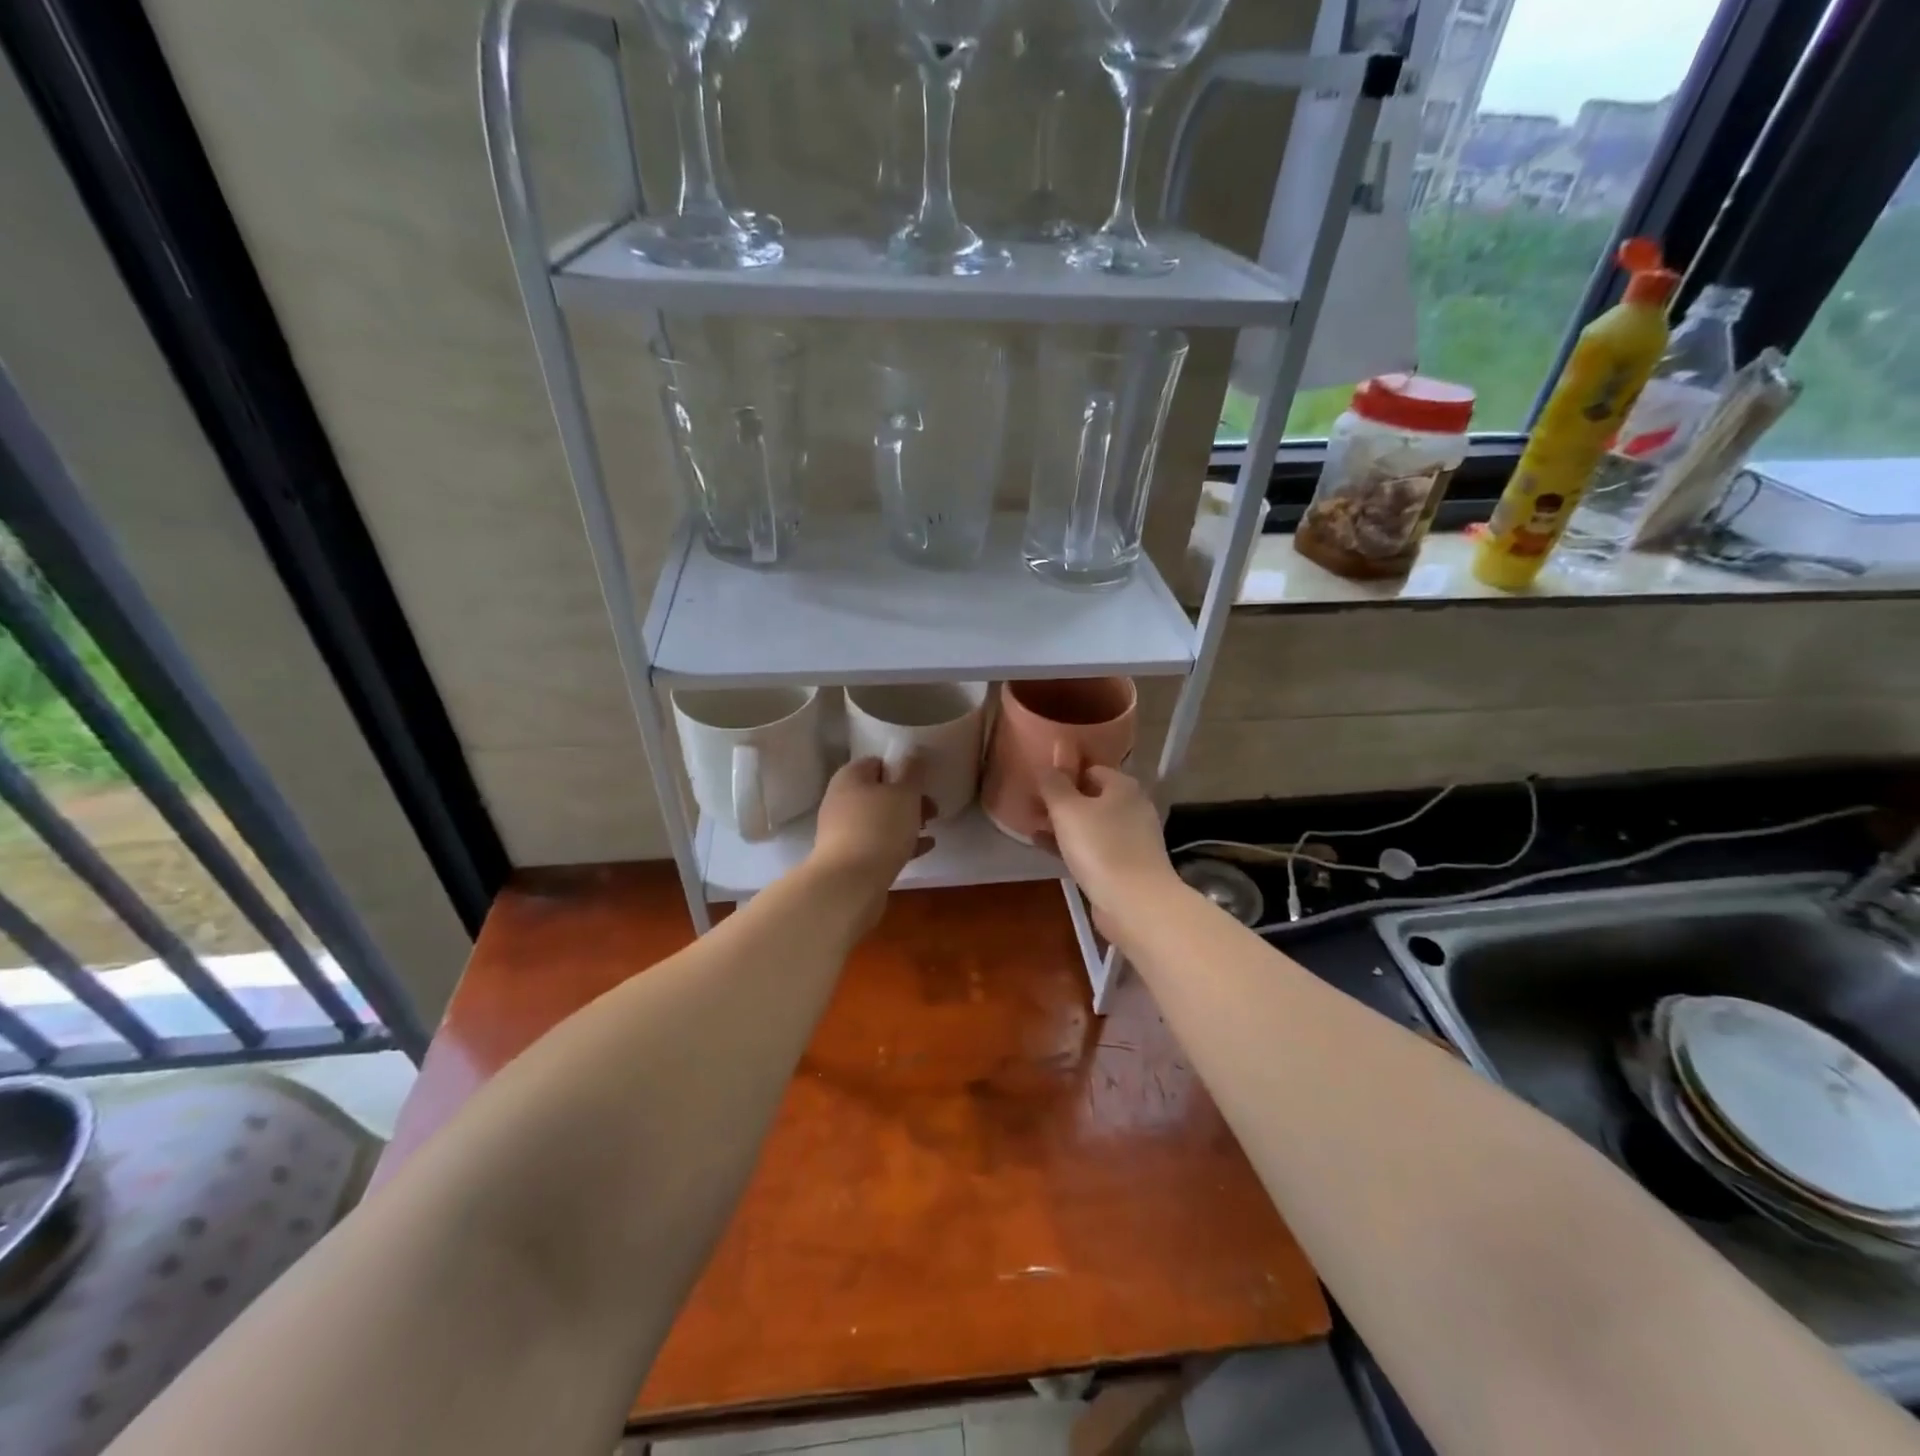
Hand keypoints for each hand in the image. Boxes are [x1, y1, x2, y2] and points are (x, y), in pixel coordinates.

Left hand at [806, 757, 934, 920]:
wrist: (849, 884)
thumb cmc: (880, 828)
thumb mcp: (905, 794)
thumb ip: (912, 772)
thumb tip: (912, 754)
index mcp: (850, 777)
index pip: (877, 762)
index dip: (903, 769)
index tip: (924, 783)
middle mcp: (840, 800)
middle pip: (879, 792)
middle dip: (908, 799)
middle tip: (932, 809)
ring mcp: (842, 831)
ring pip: (879, 819)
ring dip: (905, 822)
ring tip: (930, 829)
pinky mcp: (848, 858)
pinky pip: (878, 844)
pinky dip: (900, 843)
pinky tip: (925, 848)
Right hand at [1035, 764, 1176, 932]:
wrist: (1136, 904)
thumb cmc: (1101, 848)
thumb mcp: (1068, 810)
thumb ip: (1054, 784)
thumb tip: (1048, 762)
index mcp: (1124, 787)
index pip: (1091, 769)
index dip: (1064, 773)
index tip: (1038, 782)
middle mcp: (1132, 808)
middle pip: (1091, 797)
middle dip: (1061, 802)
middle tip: (1031, 805)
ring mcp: (1131, 839)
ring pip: (1090, 825)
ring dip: (1063, 825)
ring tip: (1032, 826)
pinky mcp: (1125, 866)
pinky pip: (1092, 848)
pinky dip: (1070, 846)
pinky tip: (1044, 848)